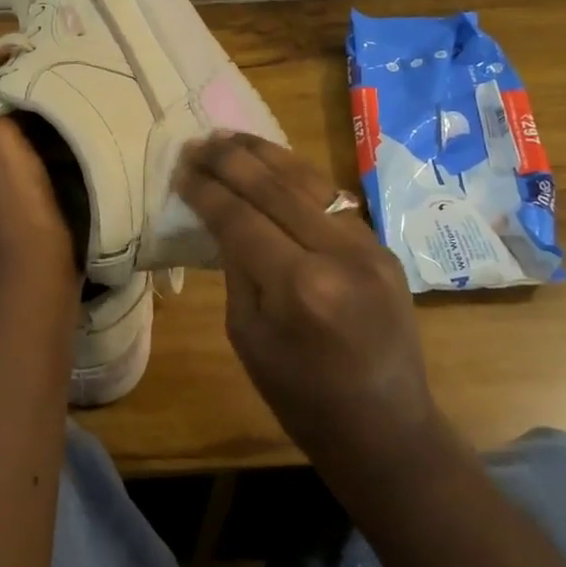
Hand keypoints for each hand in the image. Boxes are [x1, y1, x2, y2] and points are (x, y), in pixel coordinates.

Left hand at [0, 52, 75, 281]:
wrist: (32, 266)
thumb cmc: (8, 195)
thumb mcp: (0, 133)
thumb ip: (2, 100)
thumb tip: (15, 84)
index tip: (17, 43)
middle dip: (0, 88)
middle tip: (31, 61)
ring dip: (11, 111)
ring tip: (40, 83)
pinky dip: (17, 137)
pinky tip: (42, 119)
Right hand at [174, 133, 445, 477]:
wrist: (386, 429)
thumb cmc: (301, 398)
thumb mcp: (247, 336)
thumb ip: (237, 268)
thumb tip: (223, 218)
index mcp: (299, 287)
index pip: (241, 218)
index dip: (206, 190)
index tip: (180, 168)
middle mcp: (338, 254)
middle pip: (274, 187)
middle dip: (231, 160)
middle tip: (198, 142)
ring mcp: (367, 245)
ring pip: (308, 180)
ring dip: (265, 154)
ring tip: (230, 137)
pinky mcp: (381, 245)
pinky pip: (331, 198)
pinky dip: (296, 175)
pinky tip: (272, 162)